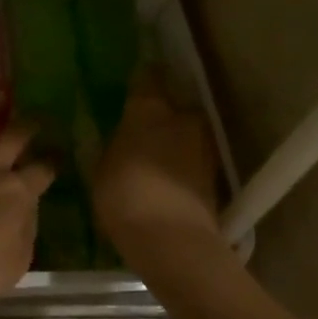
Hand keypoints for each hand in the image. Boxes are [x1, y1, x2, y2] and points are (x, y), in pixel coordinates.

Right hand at [94, 81, 220, 248]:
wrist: (174, 241)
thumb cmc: (126, 196)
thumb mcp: (101, 170)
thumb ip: (113, 147)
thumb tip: (119, 140)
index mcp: (149, 111)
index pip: (148, 78)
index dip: (143, 77)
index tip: (137, 78)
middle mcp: (182, 119)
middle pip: (175, 106)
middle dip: (164, 114)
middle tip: (145, 128)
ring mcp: (204, 148)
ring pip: (188, 134)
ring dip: (176, 141)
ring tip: (156, 158)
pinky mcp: (215, 176)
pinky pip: (194, 160)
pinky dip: (183, 165)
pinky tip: (168, 179)